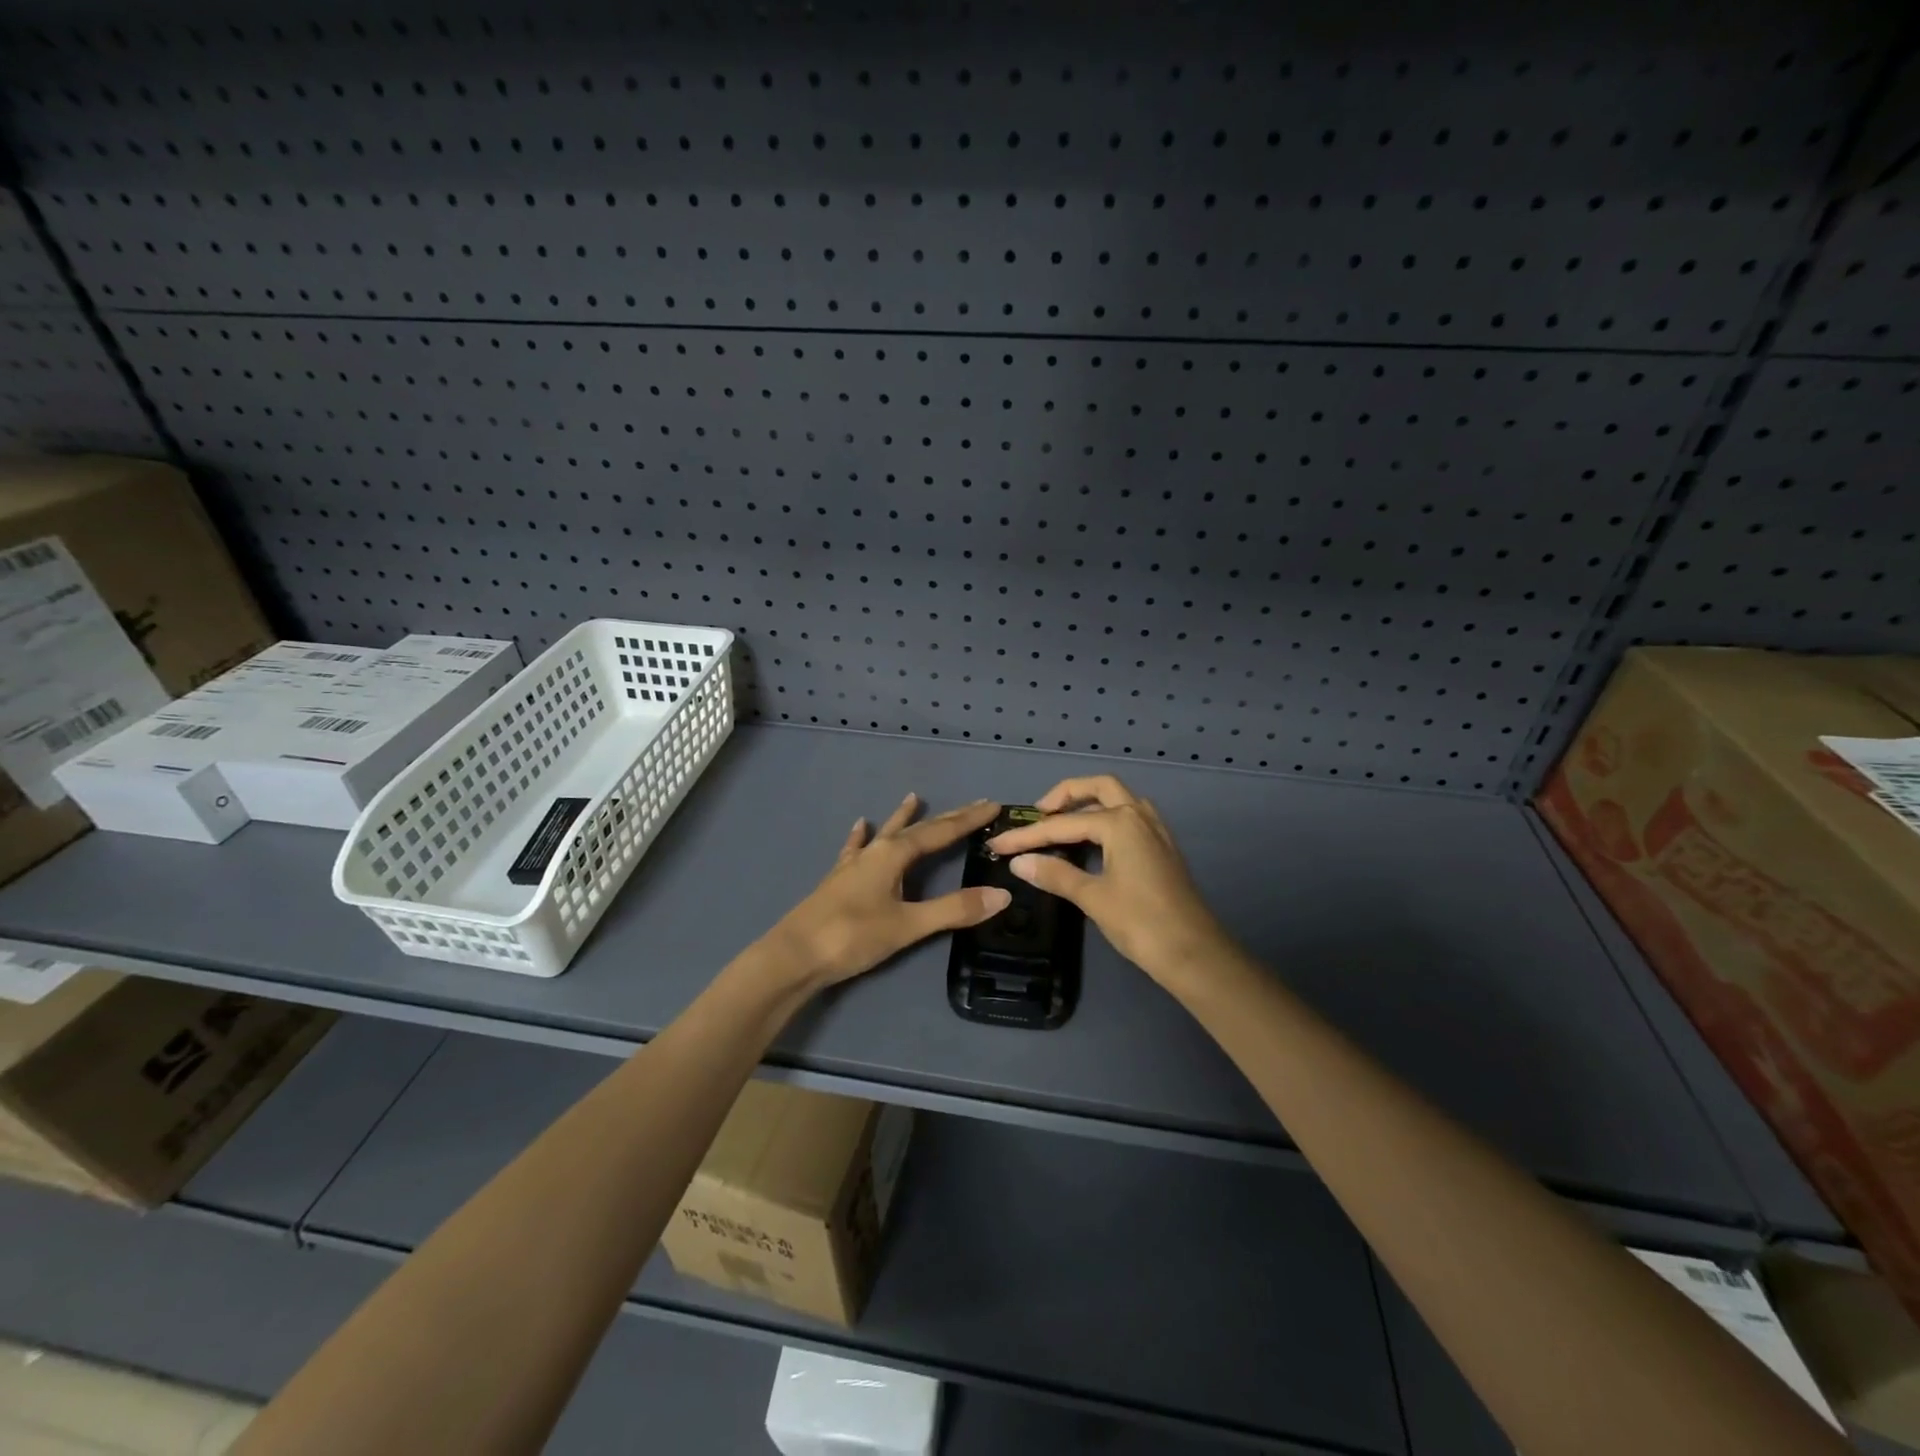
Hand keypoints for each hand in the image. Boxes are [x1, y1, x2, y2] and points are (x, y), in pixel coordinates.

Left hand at [764, 794, 1010, 988]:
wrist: (793, 956)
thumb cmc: (852, 936)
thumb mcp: (908, 925)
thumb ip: (953, 910)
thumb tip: (1001, 896)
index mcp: (894, 855)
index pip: (940, 832)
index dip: (967, 821)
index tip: (993, 806)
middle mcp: (874, 851)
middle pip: (916, 829)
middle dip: (946, 818)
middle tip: (973, 804)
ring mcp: (853, 865)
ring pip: (885, 833)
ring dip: (903, 818)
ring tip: (913, 797)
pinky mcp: (838, 880)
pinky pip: (855, 849)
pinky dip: (862, 837)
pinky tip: (860, 826)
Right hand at [987, 776, 1234, 989]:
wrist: (1195, 954)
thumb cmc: (1141, 923)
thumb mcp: (1093, 898)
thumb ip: (1055, 875)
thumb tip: (1019, 862)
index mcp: (1120, 822)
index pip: (1063, 824)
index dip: (1027, 835)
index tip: (998, 843)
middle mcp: (1139, 815)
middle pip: (1098, 787)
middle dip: (1065, 795)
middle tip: (1038, 815)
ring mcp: (1155, 830)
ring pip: (1118, 799)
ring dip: (1088, 803)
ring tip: (1061, 824)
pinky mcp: (1162, 847)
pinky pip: (1129, 817)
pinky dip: (1105, 817)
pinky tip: (1092, 841)